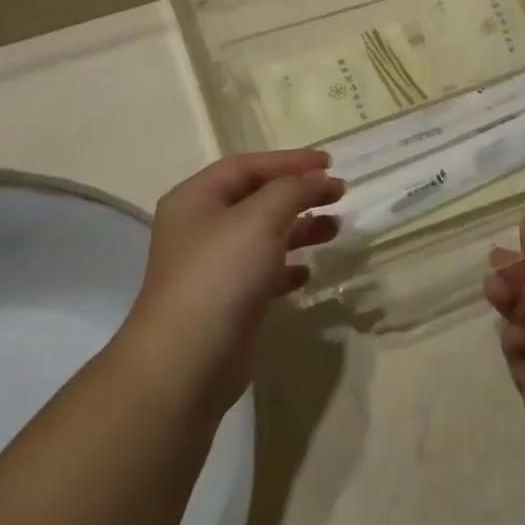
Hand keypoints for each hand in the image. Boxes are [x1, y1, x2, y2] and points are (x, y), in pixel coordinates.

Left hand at [127, 151, 342, 411]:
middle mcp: (200, 228)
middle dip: (298, 194)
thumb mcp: (260, 218)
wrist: (186, 363)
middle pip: (256, 199)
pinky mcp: (226, 302)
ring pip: (263, 236)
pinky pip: (262, 273)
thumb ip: (292, 190)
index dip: (289, 161)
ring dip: (299, 229)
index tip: (329, 163)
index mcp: (196, 199)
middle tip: (339, 194)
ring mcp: (211, 267)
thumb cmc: (220, 275)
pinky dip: (286, 268)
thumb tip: (317, 178)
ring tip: (335, 230)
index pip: (248, 166)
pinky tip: (307, 273)